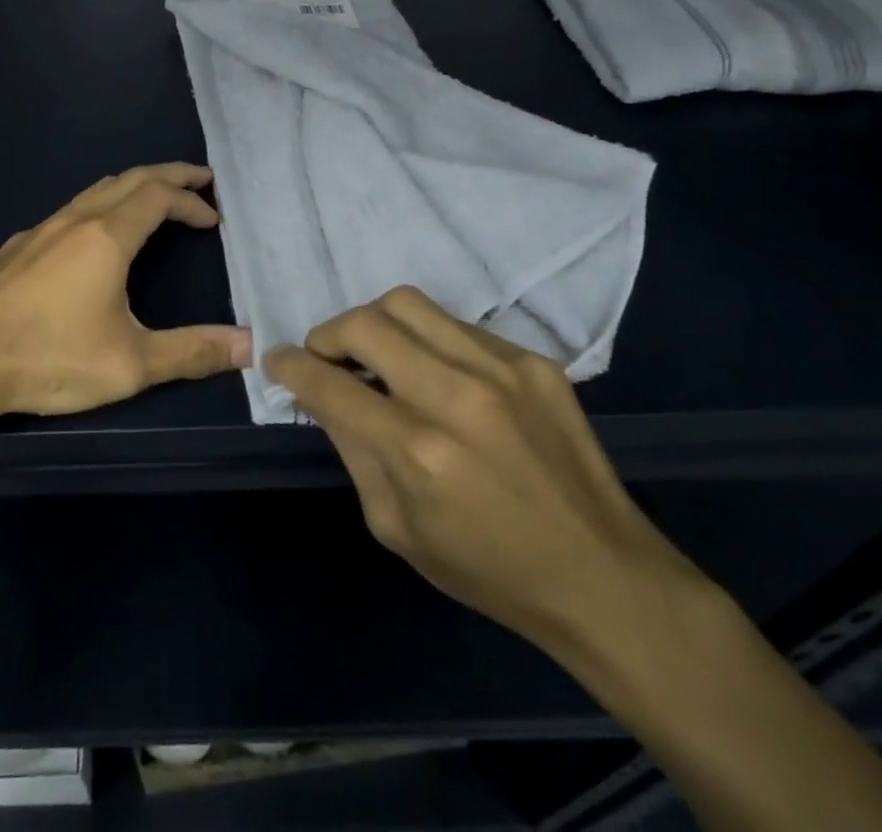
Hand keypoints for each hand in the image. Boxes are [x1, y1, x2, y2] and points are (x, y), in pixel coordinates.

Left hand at [0, 164, 251, 423]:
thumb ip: (192, 352)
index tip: (214, 217)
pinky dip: (100, 205)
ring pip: (95, 191)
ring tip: (153, 199)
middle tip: (199, 179)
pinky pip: (69, 210)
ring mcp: (39, 230)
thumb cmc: (49, 358)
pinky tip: (93, 237)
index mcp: (106, 237)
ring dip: (132, 187)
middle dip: (168, 175)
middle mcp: (74, 221)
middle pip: (129, 179)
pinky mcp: (16, 249)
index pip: (159, 196)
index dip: (191, 200)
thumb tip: (248, 346)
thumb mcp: (130, 364)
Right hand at [266, 287, 704, 655]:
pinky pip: (457, 325)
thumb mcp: (395, 527)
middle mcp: (457, 398)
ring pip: (408, 304)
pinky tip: (436, 373)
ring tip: (376, 354)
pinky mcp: (534, 362)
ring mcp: (502, 371)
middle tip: (327, 358)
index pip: (330, 386)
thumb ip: (354, 450)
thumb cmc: (487, 569)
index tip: (278, 360)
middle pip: (365, 324)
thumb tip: (323, 395)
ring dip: (374, 324)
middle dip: (328, 335)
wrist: (603, 577)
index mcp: (419, 453)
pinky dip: (428, 340)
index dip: (291, 367)